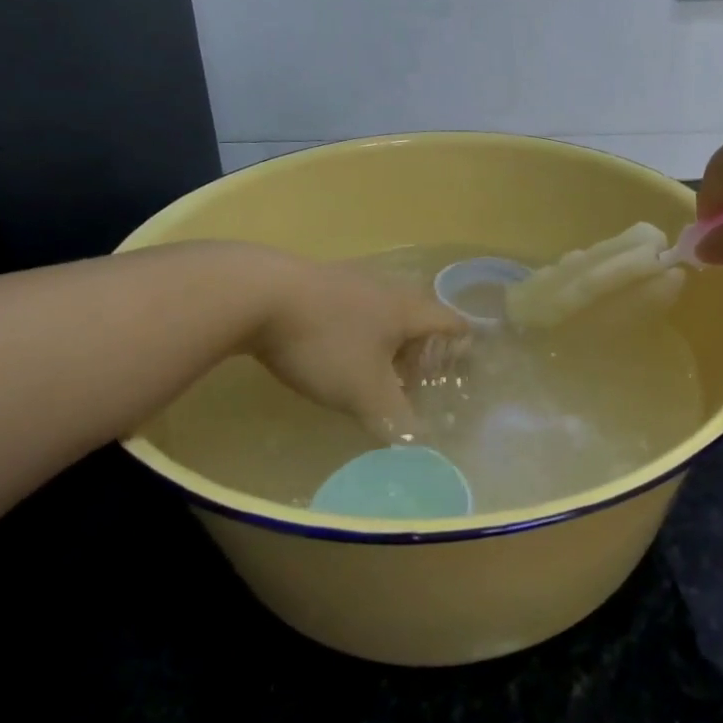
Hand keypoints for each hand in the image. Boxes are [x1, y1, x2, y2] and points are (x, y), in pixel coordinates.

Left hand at [246, 252, 467, 440]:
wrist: (258, 294)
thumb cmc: (326, 342)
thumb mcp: (364, 392)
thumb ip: (396, 419)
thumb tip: (420, 442)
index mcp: (408, 310)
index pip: (451, 322)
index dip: (462, 343)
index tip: (464, 363)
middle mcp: (386, 289)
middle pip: (418, 315)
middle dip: (421, 348)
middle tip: (414, 379)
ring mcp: (350, 280)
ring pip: (382, 311)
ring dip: (386, 340)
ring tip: (374, 370)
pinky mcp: (316, 282)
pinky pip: (350, 307)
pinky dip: (355, 330)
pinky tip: (334, 350)